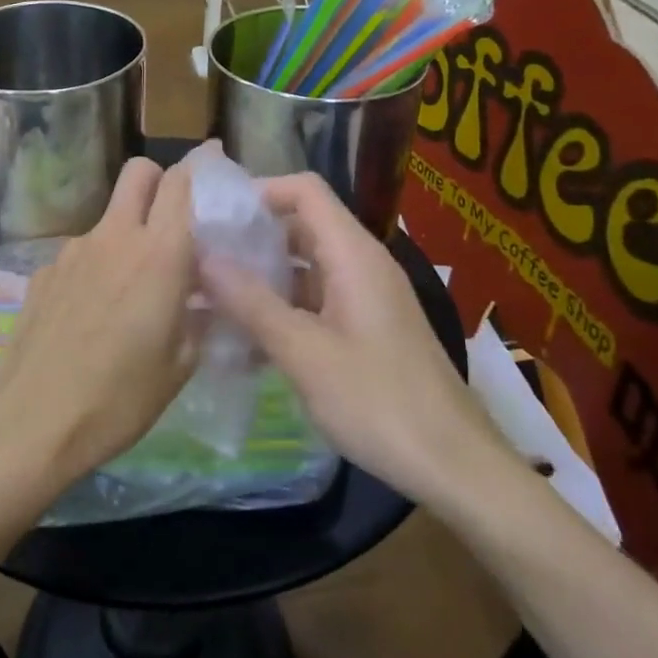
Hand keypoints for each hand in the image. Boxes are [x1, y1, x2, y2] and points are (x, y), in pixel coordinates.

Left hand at [0, 157, 197, 493]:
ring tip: (130, 290)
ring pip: (110, 216)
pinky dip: (95, 269)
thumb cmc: (120, 398)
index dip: (200, 173)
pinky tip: (91, 315)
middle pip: (139, 172)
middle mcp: (116, 236)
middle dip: (159, 182)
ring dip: (126, 234)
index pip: (181, 181)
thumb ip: (198, 316)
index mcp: (160, 253)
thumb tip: (204, 296)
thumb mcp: (180, 365)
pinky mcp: (44, 271)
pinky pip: (81, 254)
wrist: (31, 421)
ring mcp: (73, 250)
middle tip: (171, 221)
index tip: (213, 186)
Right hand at [199, 173, 510, 500]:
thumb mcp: (304, 353)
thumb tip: (204, 257)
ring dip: (262, 278)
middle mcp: (361, 264)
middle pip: (301, 225)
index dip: (259, 192)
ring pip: (305, 266)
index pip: (305, 190)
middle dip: (251, 238)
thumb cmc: (379, 402)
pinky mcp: (367, 328)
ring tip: (211, 299)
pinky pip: (316, 300)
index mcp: (353, 254)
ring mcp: (366, 297)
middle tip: (202, 258)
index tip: (215, 217)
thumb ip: (252, 302)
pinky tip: (245, 340)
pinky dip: (282, 309)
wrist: (455, 467)